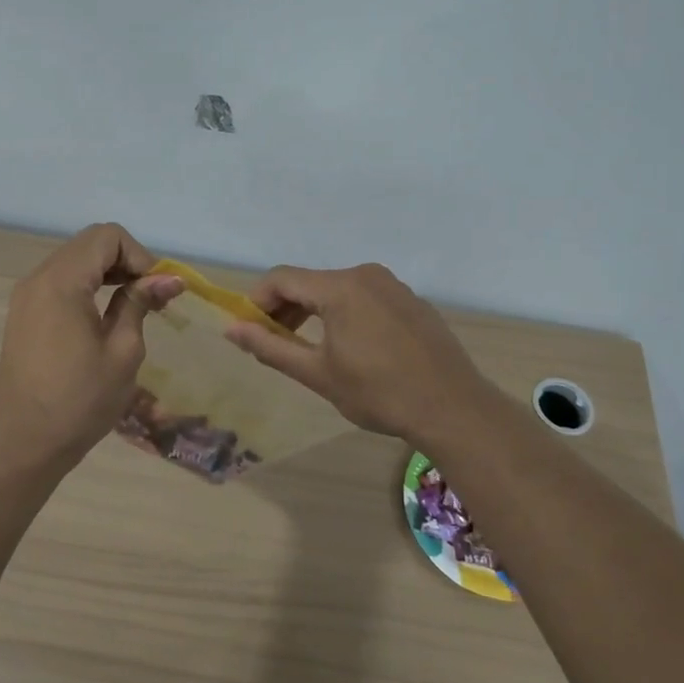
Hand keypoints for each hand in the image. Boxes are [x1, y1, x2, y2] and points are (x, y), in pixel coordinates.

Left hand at [0, 223, 183, 471]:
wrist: (26, 443)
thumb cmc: (81, 401)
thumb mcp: (123, 351)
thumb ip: (141, 303)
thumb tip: (170, 279)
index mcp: (62, 282)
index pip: (107, 237)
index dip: (140, 256)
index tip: (158, 291)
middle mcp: (39, 278)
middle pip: (90, 244)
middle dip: (127, 261)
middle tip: (152, 298)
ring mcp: (27, 295)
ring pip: (76, 260)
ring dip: (109, 273)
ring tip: (135, 305)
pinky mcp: (24, 312)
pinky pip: (61, 280)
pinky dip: (89, 286)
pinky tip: (105, 315)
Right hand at [225, 263, 493, 441]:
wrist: (452, 407)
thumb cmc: (378, 393)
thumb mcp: (317, 373)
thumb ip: (271, 347)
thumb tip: (231, 329)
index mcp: (340, 287)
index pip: (281, 278)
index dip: (257, 301)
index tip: (249, 330)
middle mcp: (365, 275)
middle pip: (309, 281)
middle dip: (284, 308)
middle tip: (273, 343)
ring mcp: (392, 286)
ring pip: (337, 289)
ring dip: (313, 312)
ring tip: (307, 347)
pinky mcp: (410, 300)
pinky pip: (364, 297)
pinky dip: (344, 313)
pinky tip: (350, 347)